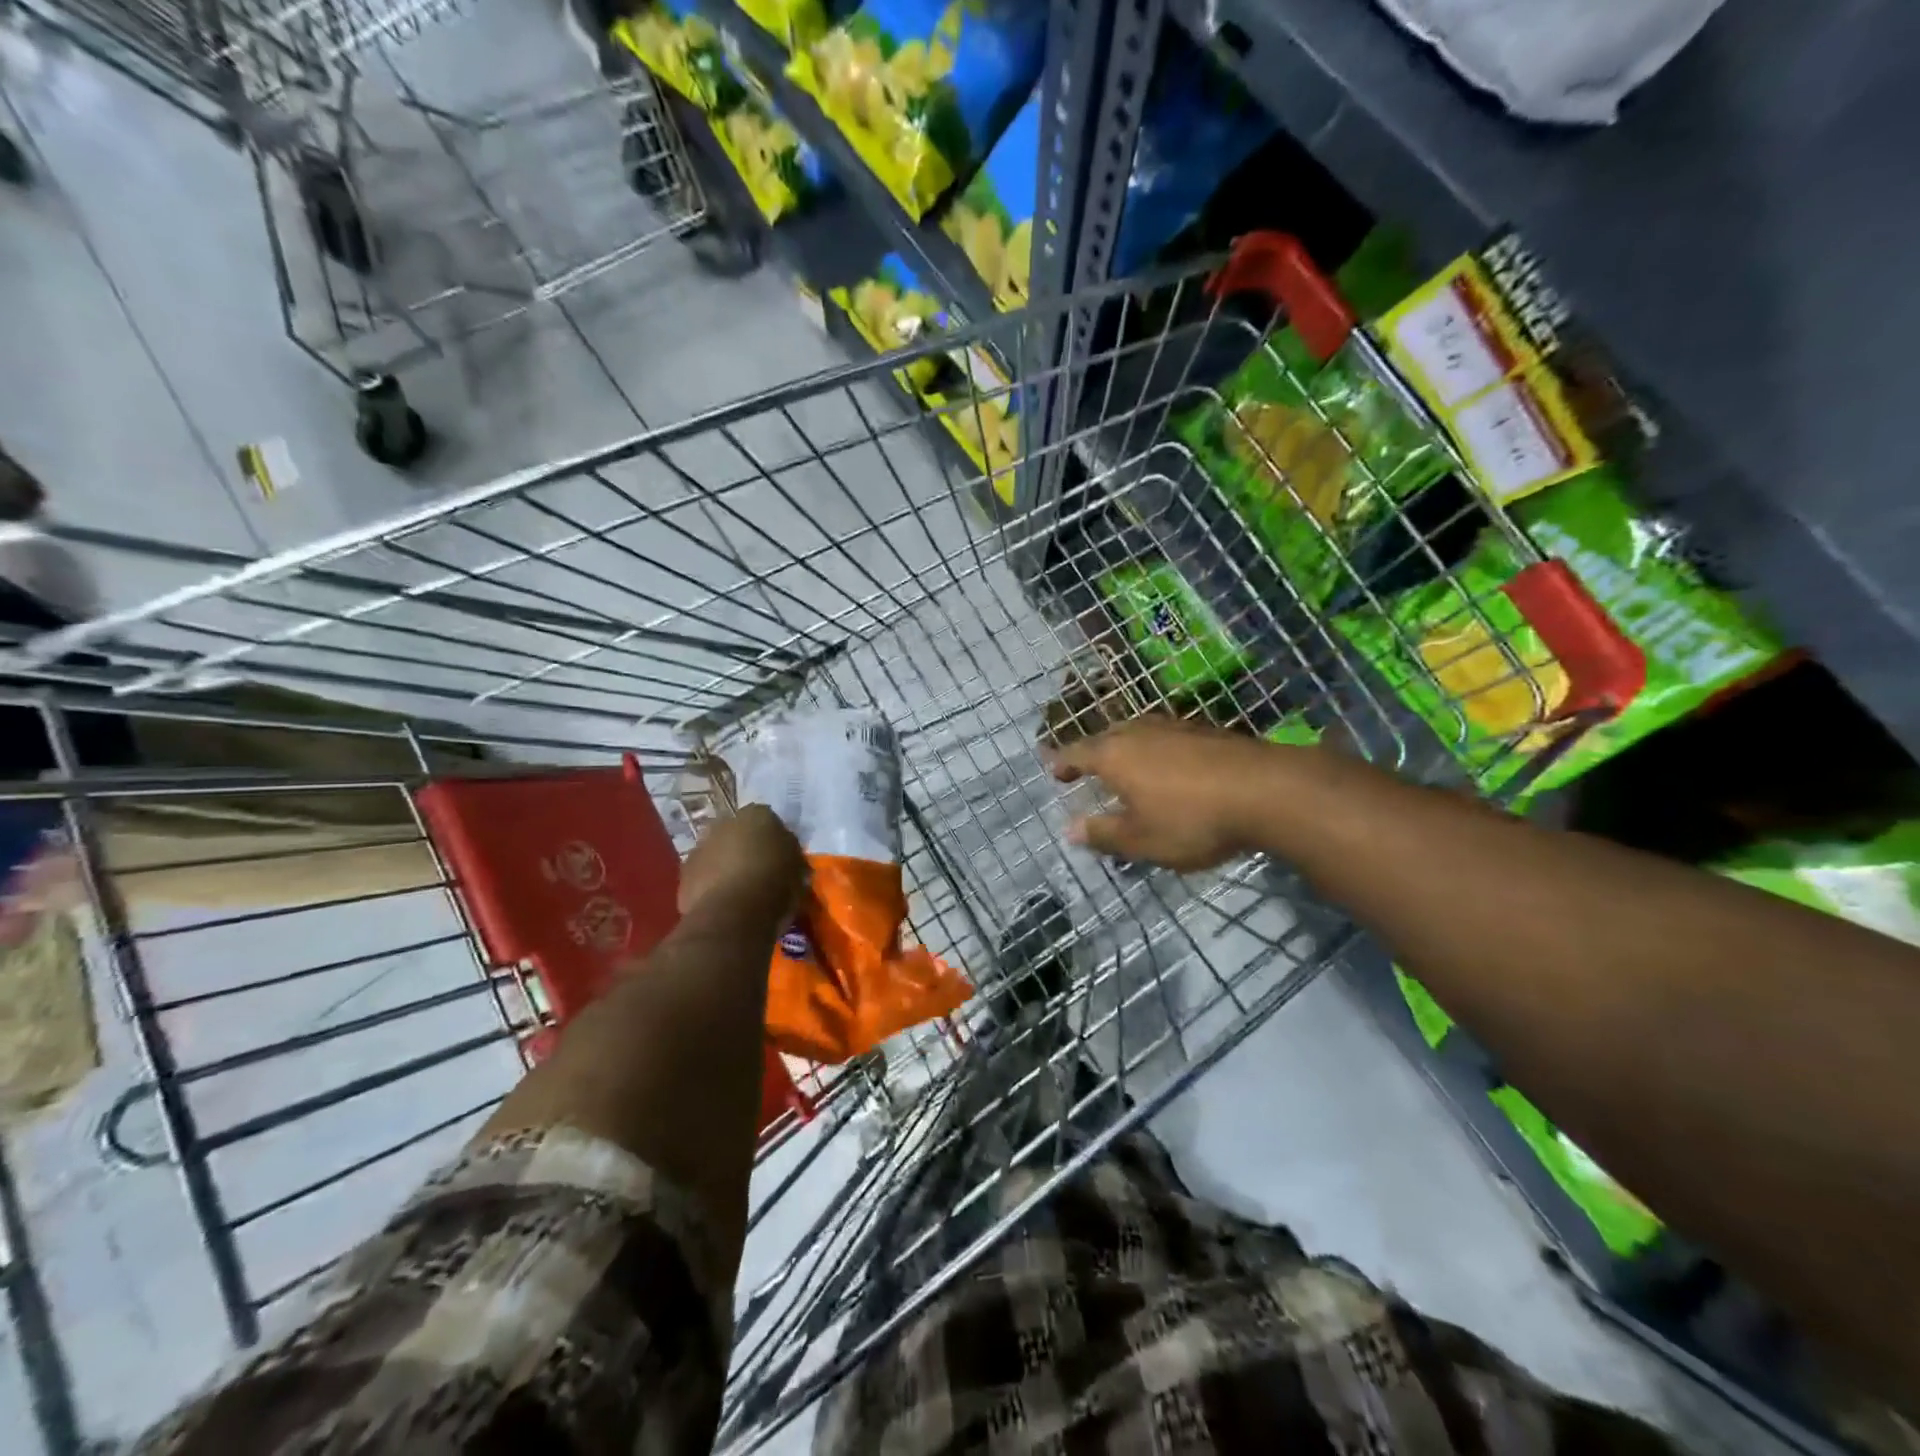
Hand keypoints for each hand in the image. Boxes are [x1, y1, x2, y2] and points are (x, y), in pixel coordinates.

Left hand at [678, 804, 804, 922]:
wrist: (734, 913)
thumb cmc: (775, 884)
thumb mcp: (799, 868)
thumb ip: (790, 854)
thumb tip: (785, 854)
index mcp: (757, 814)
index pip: (768, 819)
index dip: (774, 839)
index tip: (780, 857)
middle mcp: (725, 822)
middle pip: (738, 833)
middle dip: (745, 848)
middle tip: (759, 871)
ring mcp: (700, 846)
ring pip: (717, 853)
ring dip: (725, 865)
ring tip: (739, 891)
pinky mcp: (684, 873)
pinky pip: (702, 876)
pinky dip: (711, 885)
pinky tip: (723, 903)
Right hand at [1047, 717, 1276, 871]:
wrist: (1266, 791)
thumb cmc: (1192, 820)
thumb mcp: (1142, 840)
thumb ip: (1103, 834)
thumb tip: (1069, 829)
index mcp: (1115, 755)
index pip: (1078, 753)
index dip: (1064, 763)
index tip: (1054, 771)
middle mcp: (1140, 732)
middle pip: (1107, 737)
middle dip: (1093, 752)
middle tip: (1087, 767)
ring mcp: (1175, 726)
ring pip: (1139, 732)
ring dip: (1127, 748)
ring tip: (1126, 764)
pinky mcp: (1206, 731)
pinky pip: (1168, 736)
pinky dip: (1158, 749)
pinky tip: (1170, 765)